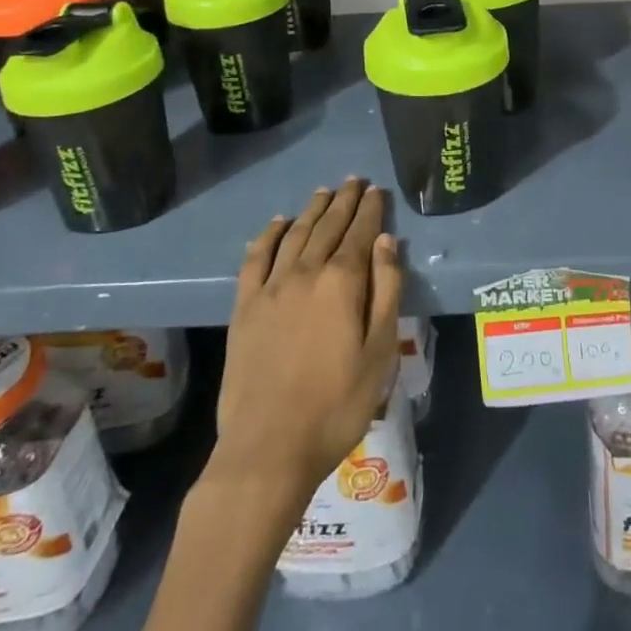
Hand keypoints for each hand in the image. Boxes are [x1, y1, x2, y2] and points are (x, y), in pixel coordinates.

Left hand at [210, 179, 402, 505]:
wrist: (268, 449)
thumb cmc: (337, 404)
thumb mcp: (379, 351)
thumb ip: (385, 290)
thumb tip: (386, 241)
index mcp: (341, 282)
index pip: (361, 233)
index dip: (371, 210)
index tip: (378, 190)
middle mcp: (305, 273)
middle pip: (327, 226)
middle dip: (344, 202)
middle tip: (355, 181)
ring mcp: (270, 289)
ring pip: (294, 235)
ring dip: (312, 210)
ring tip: (324, 192)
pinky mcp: (244, 308)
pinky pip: (256, 259)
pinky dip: (268, 236)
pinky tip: (278, 224)